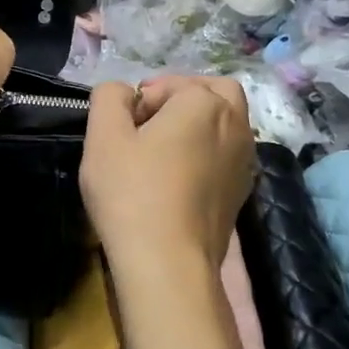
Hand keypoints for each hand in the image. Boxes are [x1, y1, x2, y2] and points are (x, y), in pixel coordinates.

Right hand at [81, 76, 255, 276]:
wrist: (168, 264)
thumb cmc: (132, 193)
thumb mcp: (103, 136)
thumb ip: (110, 97)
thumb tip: (125, 93)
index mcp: (204, 102)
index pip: (168, 84)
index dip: (141, 101)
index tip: (123, 131)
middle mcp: (236, 124)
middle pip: (214, 91)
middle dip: (183, 97)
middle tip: (150, 123)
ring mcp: (245, 160)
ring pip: (227, 122)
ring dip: (199, 123)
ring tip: (164, 150)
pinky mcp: (243, 191)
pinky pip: (228, 154)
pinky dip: (209, 152)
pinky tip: (181, 177)